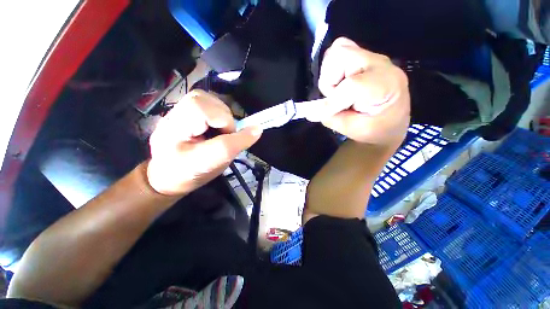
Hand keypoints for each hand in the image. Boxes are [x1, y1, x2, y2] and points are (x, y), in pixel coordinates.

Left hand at [147, 90, 262, 195]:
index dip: (226, 124)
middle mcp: (173, 114)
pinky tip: (214, 127)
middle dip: (223, 119)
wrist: (167, 177)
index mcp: (175, 130)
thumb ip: (237, 144)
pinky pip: (206, 103)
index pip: (204, 112)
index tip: (228, 139)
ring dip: (221, 115)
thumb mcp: (215, 163)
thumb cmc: (190, 173)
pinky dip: (217, 114)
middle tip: (223, 136)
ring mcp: (177, 112)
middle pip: (205, 99)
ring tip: (219, 132)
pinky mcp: (183, 112)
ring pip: (206, 99)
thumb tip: (258, 128)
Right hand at [308, 37, 409, 144]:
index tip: (315, 114)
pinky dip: (331, 69)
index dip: (331, 101)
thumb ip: (331, 118)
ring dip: (329, 75)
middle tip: (335, 99)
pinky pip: (338, 51)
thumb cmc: (376, 129)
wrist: (391, 120)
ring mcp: (371, 56)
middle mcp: (380, 63)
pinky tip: (339, 83)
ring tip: (339, 92)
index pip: (352, 85)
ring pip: (337, 51)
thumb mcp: (355, 130)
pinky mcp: (362, 56)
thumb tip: (309, 110)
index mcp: (386, 86)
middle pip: (341, 55)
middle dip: (329, 81)